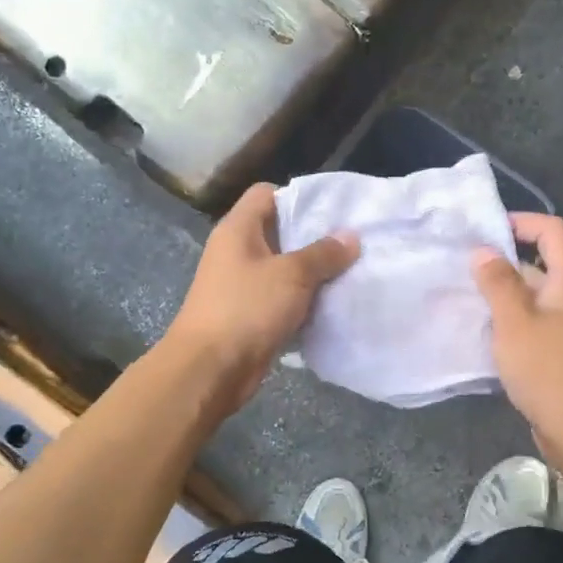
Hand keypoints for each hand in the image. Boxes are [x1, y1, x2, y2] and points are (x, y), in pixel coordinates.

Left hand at [164, 182, 358, 410]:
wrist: (210, 369)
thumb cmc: (247, 308)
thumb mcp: (292, 275)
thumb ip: (323, 254)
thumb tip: (351, 237)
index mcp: (238, 229)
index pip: (266, 194)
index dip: (298, 197)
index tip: (332, 211)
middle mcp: (237, 251)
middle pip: (279, 231)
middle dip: (314, 237)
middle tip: (352, 242)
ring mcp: (242, 284)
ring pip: (284, 268)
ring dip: (313, 272)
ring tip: (350, 271)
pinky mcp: (250, 314)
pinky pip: (282, 298)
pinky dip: (304, 300)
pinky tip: (332, 303)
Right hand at [473, 213, 562, 453]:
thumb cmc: (547, 369)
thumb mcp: (515, 321)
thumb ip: (498, 283)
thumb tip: (483, 250)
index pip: (552, 231)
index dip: (522, 221)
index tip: (486, 230)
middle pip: (540, 263)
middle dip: (503, 260)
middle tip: (464, 265)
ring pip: (532, 295)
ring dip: (502, 292)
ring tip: (465, 294)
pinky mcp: (557, 351)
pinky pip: (531, 321)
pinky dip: (508, 318)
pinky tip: (482, 329)